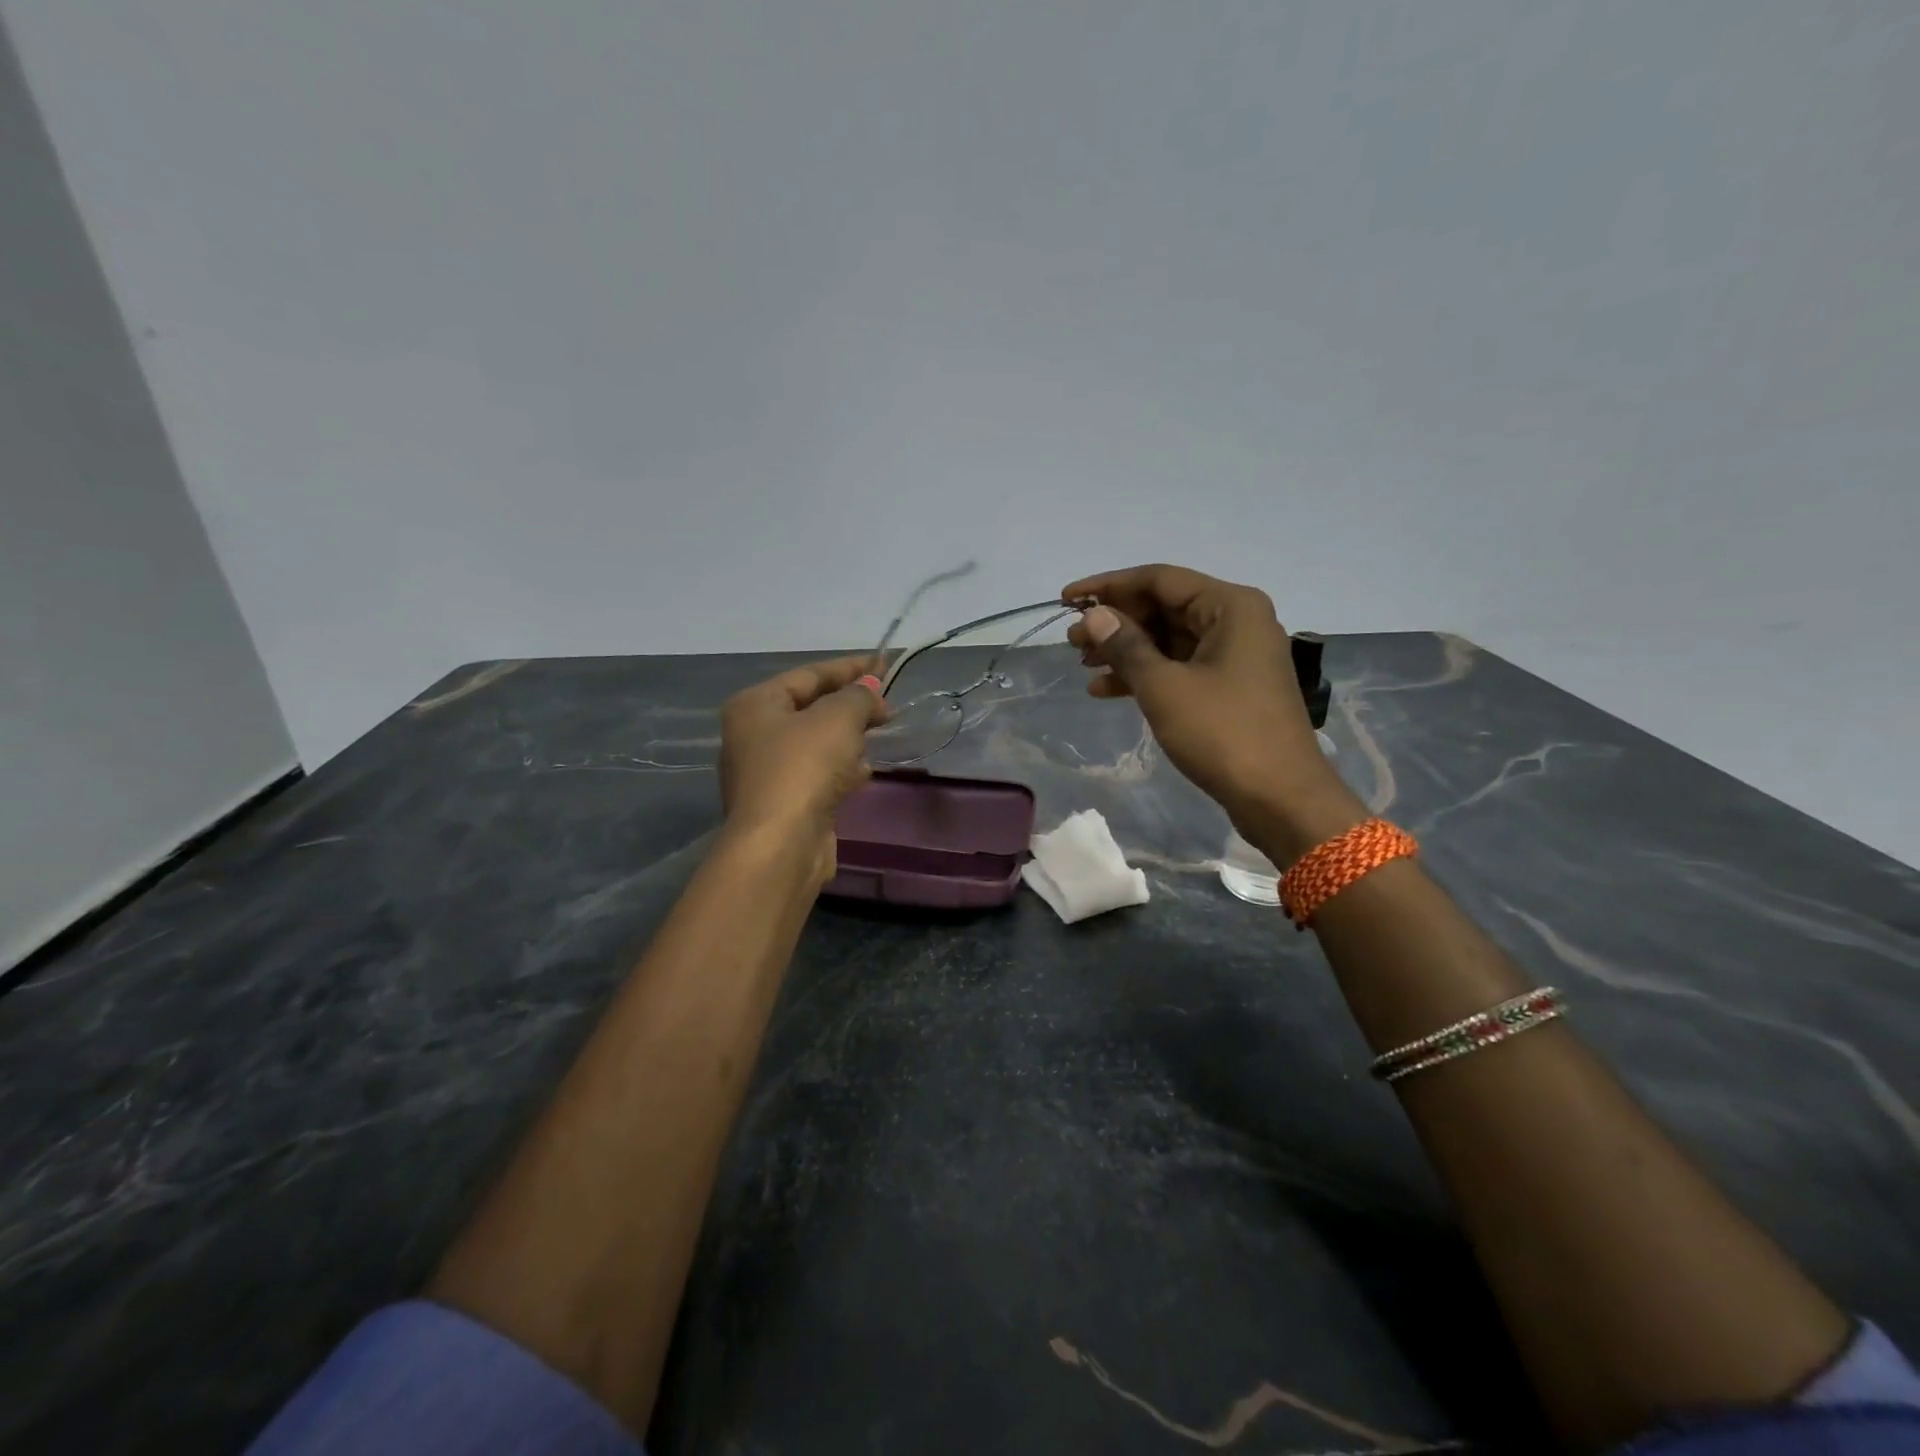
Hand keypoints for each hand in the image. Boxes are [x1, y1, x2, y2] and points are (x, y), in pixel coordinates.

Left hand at [719, 656, 889, 883]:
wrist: (782, 844)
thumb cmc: (803, 767)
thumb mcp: (838, 718)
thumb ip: (858, 696)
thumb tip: (870, 691)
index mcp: (755, 705)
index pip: (808, 674)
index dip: (849, 667)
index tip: (884, 665)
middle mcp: (752, 735)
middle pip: (810, 708)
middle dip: (850, 704)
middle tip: (886, 704)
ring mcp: (765, 773)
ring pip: (815, 744)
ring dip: (847, 737)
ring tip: (880, 732)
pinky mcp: (783, 804)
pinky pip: (817, 774)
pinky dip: (841, 768)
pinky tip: (865, 772)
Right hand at [1063, 565, 1363, 862]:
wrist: (1280, 797)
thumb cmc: (1223, 733)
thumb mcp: (1164, 687)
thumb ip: (1125, 646)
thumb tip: (1093, 615)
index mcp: (1230, 606)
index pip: (1159, 579)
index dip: (1108, 586)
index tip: (1067, 599)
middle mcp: (1236, 621)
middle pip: (1164, 607)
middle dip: (1115, 622)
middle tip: (1071, 641)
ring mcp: (1234, 656)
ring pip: (1168, 639)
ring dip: (1125, 650)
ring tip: (1082, 664)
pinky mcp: (1229, 687)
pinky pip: (1179, 667)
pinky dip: (1145, 675)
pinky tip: (1105, 690)